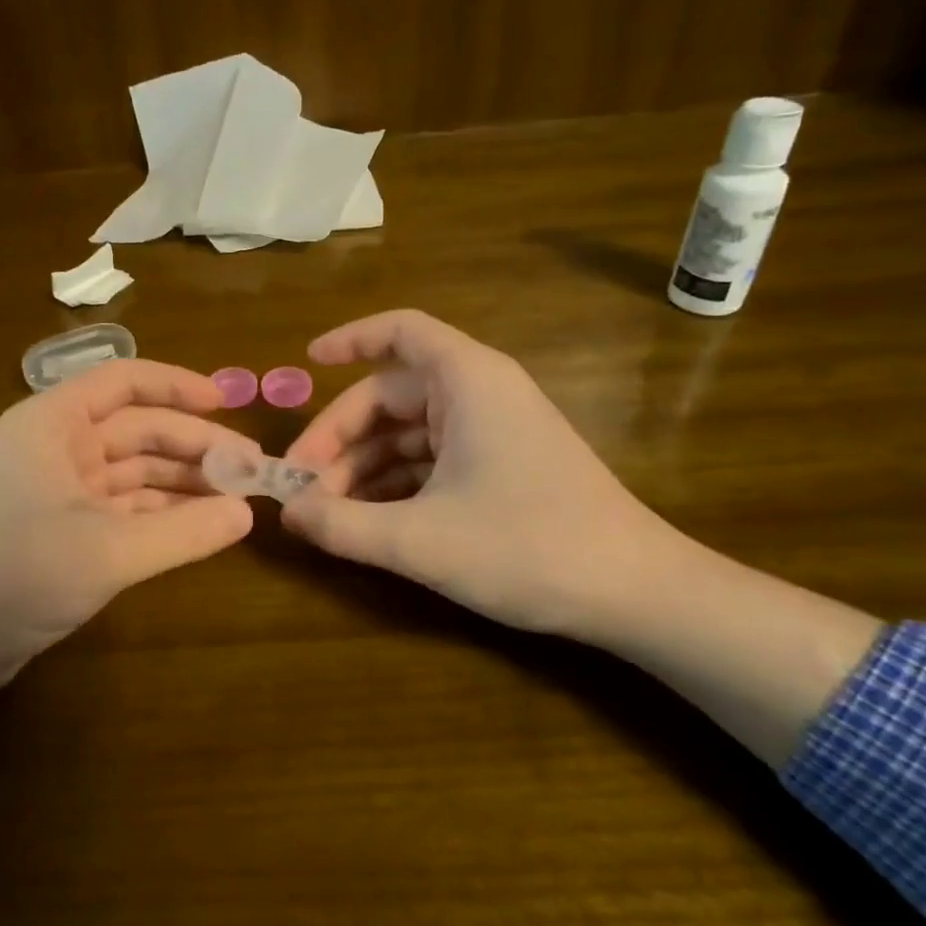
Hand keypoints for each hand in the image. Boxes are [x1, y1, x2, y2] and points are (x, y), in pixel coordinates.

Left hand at [0, 359, 253, 774]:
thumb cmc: (17, 573)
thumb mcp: (108, 550)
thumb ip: (184, 531)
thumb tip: (247, 514)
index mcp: (54, 423)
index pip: (124, 381)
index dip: (178, 386)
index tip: (229, 402)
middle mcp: (58, 445)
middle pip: (138, 429)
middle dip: (194, 445)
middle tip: (251, 468)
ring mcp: (61, 488)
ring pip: (135, 471)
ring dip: (183, 482)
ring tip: (237, 498)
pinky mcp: (66, 528)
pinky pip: (126, 507)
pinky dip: (163, 515)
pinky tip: (202, 526)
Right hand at [281, 310, 690, 644]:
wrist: (638, 595)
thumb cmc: (528, 547)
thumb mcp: (420, 540)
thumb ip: (343, 525)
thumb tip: (288, 514)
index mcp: (468, 381)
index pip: (400, 331)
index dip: (349, 339)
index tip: (306, 362)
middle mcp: (480, 394)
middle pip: (391, 394)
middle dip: (340, 437)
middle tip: (301, 487)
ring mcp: (493, 432)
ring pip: (408, 433)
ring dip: (363, 468)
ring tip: (326, 515)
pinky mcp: (502, 468)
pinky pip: (432, 461)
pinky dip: (395, 484)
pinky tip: (367, 522)